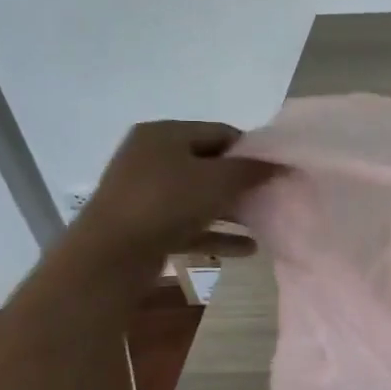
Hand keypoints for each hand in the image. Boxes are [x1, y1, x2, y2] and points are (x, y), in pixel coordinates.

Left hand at [73, 120, 277, 264]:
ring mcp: (144, 193)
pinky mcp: (144, 225)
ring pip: (198, 197)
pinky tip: (247, 249)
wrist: (110, 256)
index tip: (275, 172)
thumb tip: (280, 163)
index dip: (251, 151)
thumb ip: (252, 170)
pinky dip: (215, 233)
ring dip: (231, 211)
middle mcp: (150, 157)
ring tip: (263, 223)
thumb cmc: (167, 203)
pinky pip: (188, 224)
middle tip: (270, 197)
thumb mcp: (218, 181)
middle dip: (241, 183)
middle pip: (209, 165)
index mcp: (165, 134)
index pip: (221, 133)